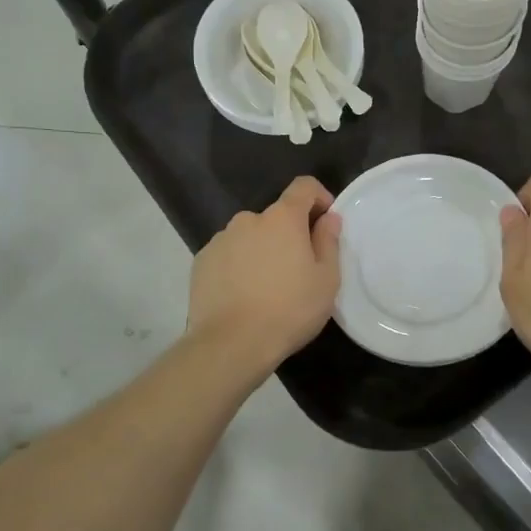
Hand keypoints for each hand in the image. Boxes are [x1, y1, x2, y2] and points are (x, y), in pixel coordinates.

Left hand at [187, 176, 342, 376]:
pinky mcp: (201, 261)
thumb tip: (328, 218)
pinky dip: (239, 266)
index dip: (319, 198)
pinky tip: (243, 295)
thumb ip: (329, 241)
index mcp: (282, 218)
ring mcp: (220, 239)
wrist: (231, 343)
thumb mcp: (326, 280)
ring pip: (249, 237)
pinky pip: (228, 255)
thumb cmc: (289, 310)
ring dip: (262, 251)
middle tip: (298, 270)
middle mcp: (247, 220)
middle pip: (275, 217)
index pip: (303, 186)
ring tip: (267, 288)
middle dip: (289, 234)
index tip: (325, 224)